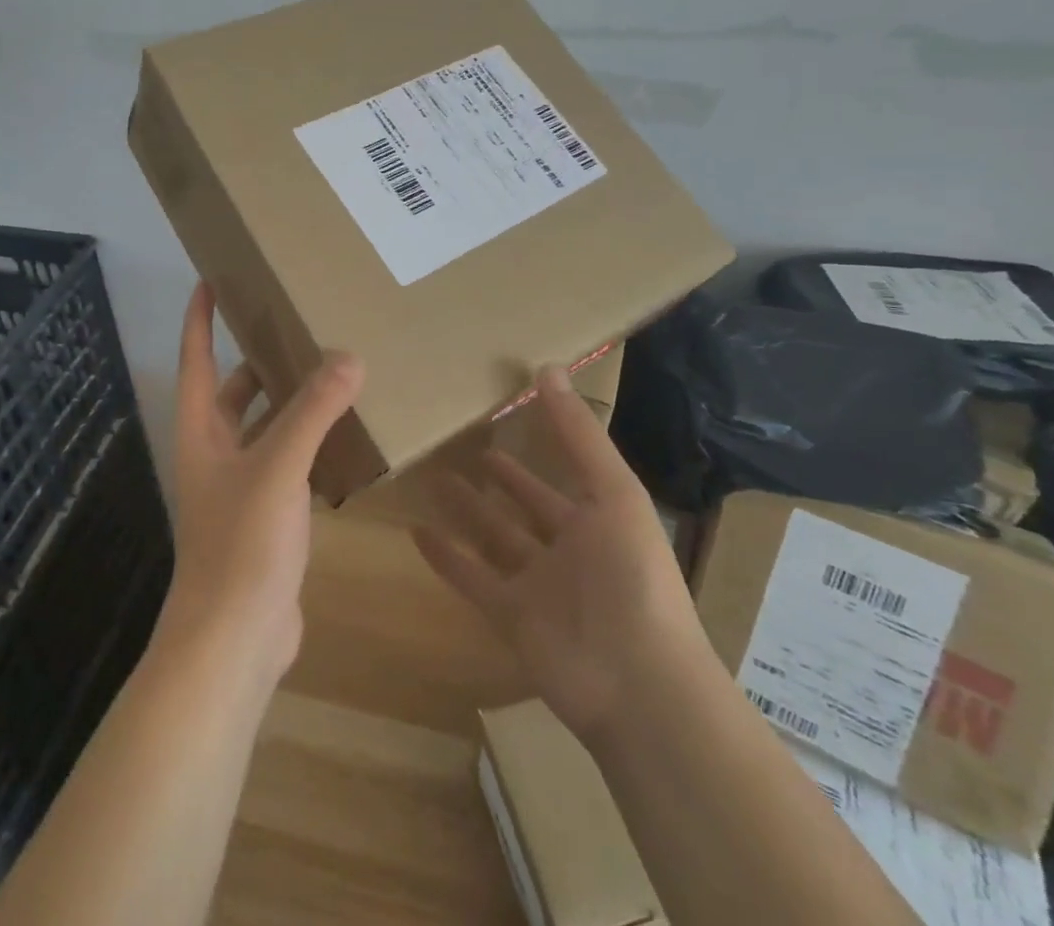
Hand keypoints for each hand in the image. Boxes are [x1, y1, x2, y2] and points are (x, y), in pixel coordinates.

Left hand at [156, 283, 364, 686]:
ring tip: (332, 372)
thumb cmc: (242, 542)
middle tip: (297, 326)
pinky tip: (346, 435)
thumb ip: (313, 411)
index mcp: (201, 432)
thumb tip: (349, 357)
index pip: (196, 359)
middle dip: (258, 360)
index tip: (210, 279)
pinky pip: (290, 465)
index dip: (199, 319)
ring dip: (291, 403)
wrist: (233, 639)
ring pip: (266, 429)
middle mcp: (215, 453)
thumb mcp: (279, 467)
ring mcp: (240, 488)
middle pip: (233, 392)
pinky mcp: (267, 518)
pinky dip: (312, 445)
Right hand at [414, 366, 701, 742]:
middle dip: (498, 479)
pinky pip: (470, 580)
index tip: (506, 412)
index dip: (538, 445)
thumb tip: (547, 368)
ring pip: (493, 539)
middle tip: (462, 444)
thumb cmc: (631, 577)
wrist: (638, 685)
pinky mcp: (509, 617)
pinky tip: (415, 532)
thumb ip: (578, 435)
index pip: (561, 473)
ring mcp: (537, 586)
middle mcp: (566, 550)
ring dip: (466, 511)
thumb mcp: (613, 493)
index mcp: (598, 520)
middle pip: (523, 506)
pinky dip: (445, 559)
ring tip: (433, 476)